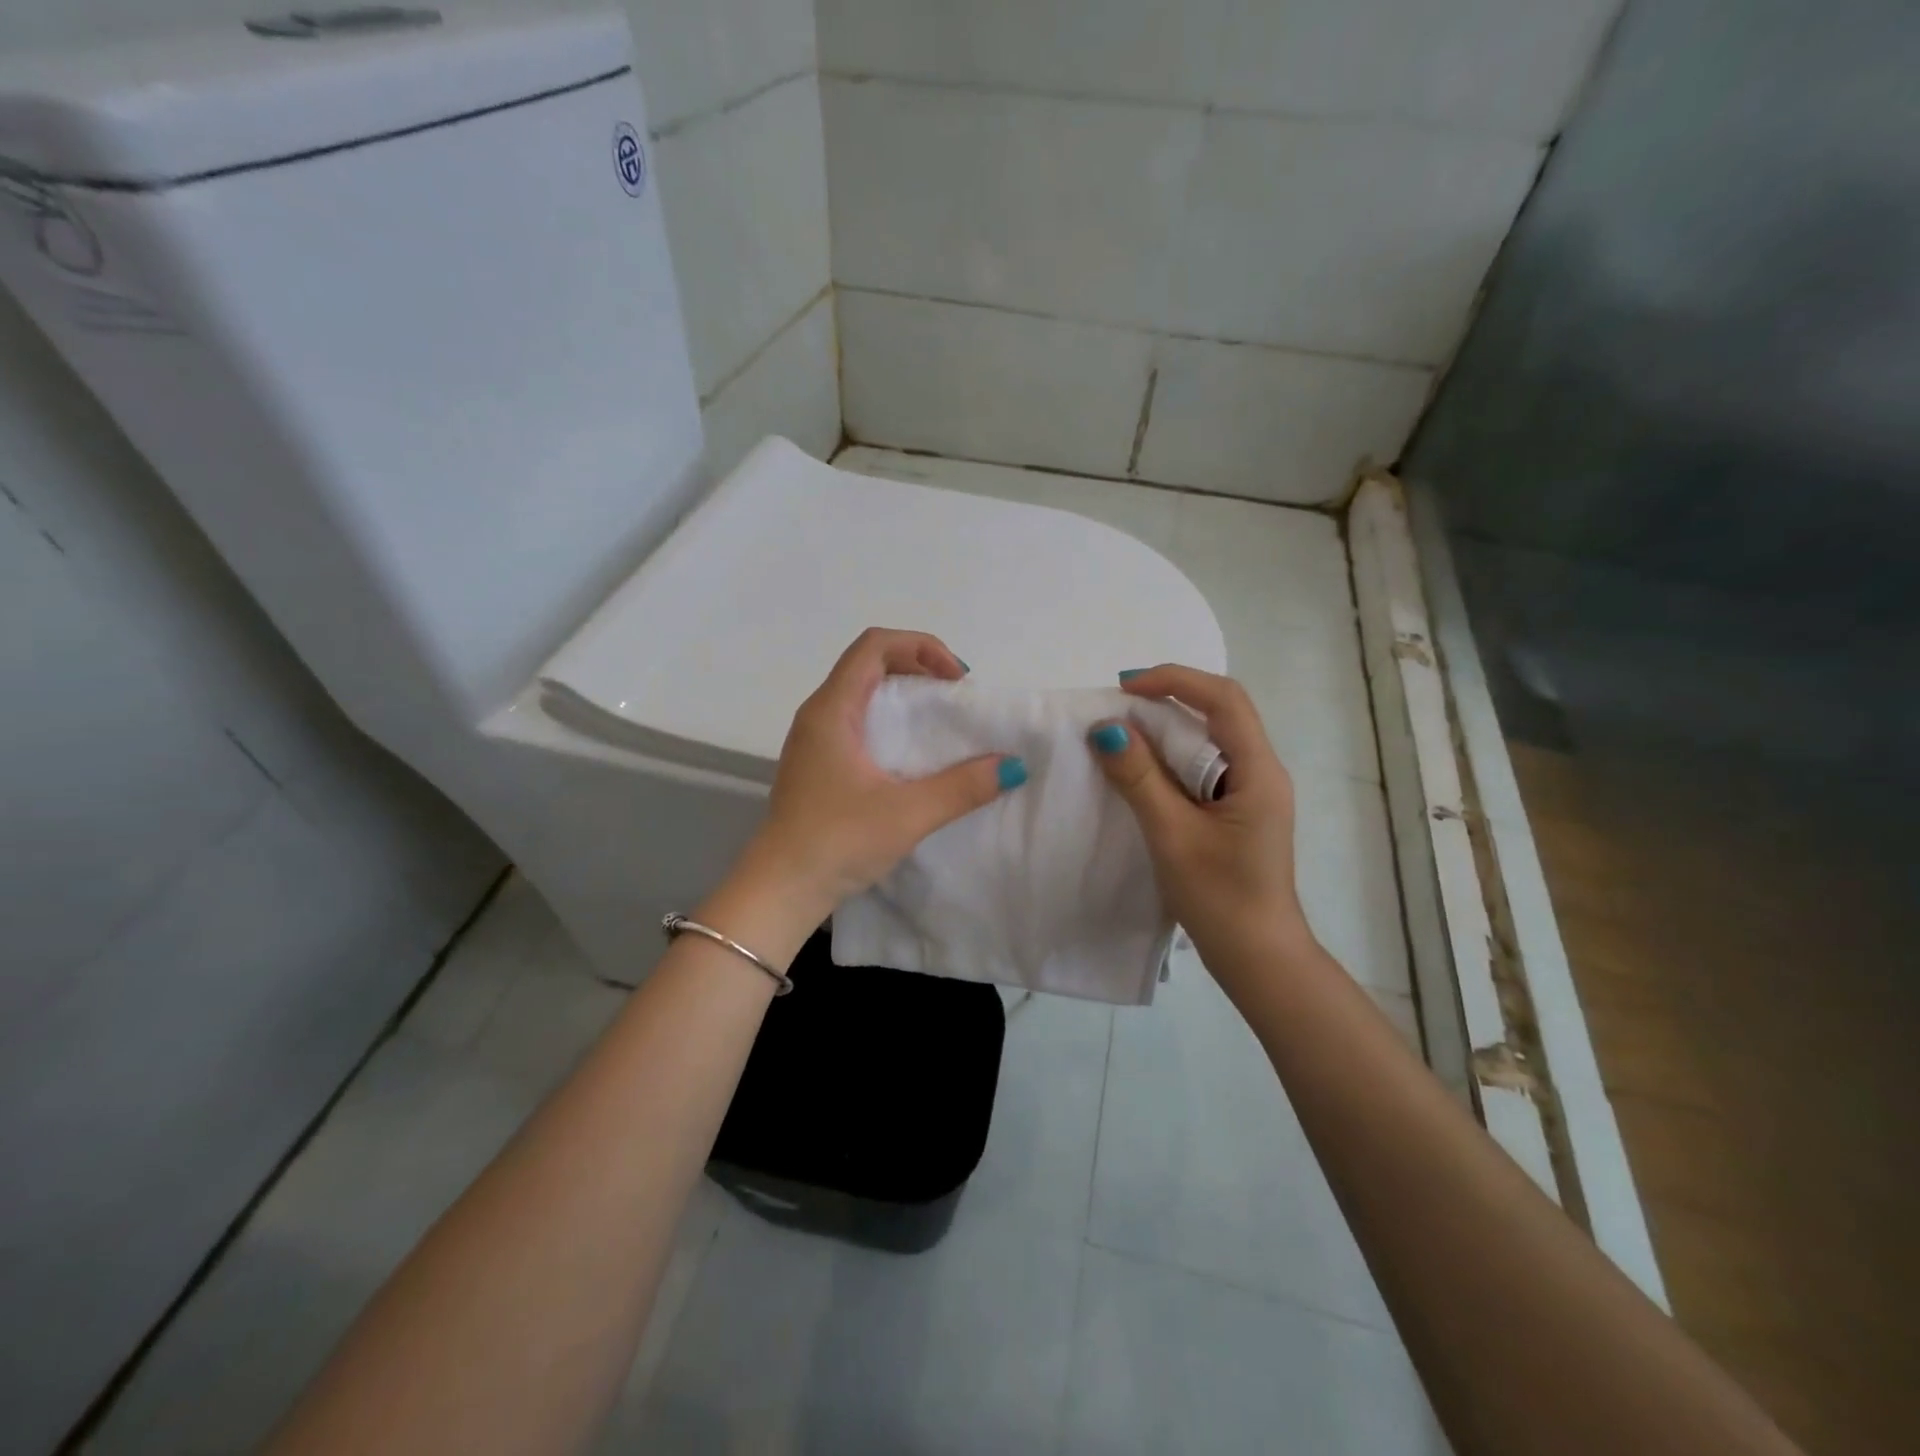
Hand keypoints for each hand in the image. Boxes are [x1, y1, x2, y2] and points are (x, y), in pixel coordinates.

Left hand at [741, 628, 1021, 921]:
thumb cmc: (837, 842)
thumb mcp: (908, 814)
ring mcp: (814, 741)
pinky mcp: (817, 766)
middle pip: (870, 664)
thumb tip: (1012, 766)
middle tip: (956, 699)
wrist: (780, 890)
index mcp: (832, 709)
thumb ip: (963, 787)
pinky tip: (912, 757)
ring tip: (940, 725)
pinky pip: (858, 723)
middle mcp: (818, 715)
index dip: (921, 647)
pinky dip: (891, 723)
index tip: (956, 680)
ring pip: (863, 694)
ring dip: (904, 697)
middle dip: (918, 668)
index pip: (875, 645)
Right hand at [1089, 665, 1314, 998]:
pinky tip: (1142, 773)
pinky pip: (1202, 768)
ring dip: (1166, 730)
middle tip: (1116, 709)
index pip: (1223, 699)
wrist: (1258, 958)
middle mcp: (1261, 772)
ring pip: (1209, 740)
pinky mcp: (1236, 812)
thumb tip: (1106, 729)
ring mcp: (1251, 793)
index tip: (1124, 687)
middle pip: (1218, 712)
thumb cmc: (1220, 897)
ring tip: (1121, 736)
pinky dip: (1170, 759)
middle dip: (1167, 700)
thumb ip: (1140, 779)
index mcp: (1258, 771)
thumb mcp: (1172, 834)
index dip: (1174, 680)